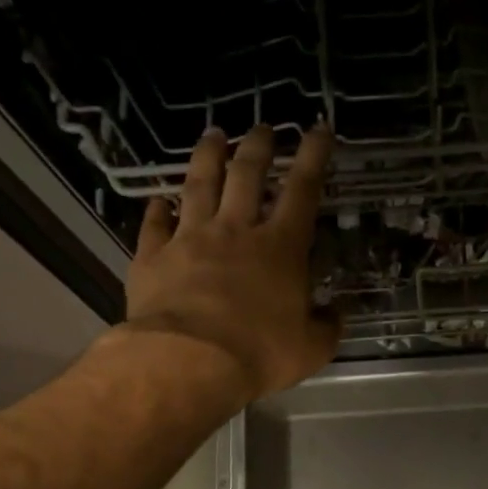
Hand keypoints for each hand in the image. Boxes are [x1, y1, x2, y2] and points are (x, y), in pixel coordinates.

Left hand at [125, 124, 339, 399]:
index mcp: (280, 247)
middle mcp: (235, 231)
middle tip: (263, 127)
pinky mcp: (153, 257)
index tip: (318, 128)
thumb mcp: (311, 348)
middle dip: (258, 145)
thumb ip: (327, 327)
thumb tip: (334, 314)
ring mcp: (190, 239)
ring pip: (198, 185)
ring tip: (213, 135)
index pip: (303, 189)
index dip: (314, 155)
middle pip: (247, 174)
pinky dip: (157, 210)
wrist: (189, 361)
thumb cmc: (259, 353)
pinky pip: (154, 225)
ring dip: (207, 156)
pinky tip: (158, 199)